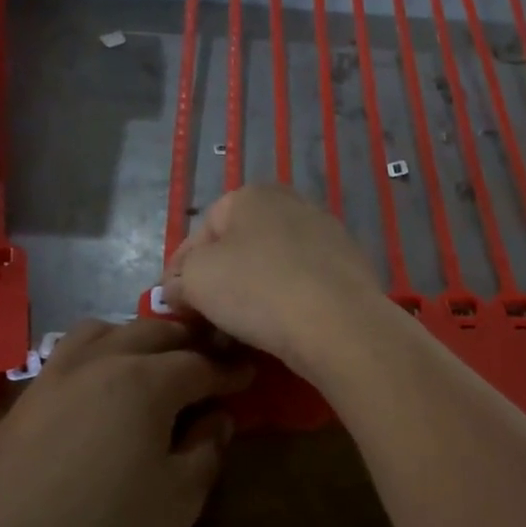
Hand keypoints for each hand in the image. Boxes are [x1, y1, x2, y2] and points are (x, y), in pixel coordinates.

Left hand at [0, 319, 251, 526]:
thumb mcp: (180, 498)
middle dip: (189, 343)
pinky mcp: (26, 399)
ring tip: (155, 365)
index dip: (229, 370)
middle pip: (154, 333)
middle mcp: (100, 362)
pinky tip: (104, 387)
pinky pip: (71, 354)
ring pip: (105, 332)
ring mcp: (55, 376)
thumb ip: (208, 449)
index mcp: (145, 382)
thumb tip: (217, 419)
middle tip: (210, 363)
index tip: (248, 375)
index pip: (200, 364)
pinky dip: (100, 353)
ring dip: (139, 339)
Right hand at [163, 185, 386, 373]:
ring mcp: (327, 234)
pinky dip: (288, 302)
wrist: (339, 323)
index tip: (174, 307)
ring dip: (253, 294)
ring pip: (273, 267)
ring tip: (241, 331)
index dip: (180, 273)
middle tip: (207, 320)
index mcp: (251, 194)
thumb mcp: (196, 281)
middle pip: (240, 248)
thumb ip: (179, 280)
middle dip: (219, 283)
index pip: (200, 234)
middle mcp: (292, 203)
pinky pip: (304, 284)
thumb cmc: (257, 290)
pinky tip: (281, 329)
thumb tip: (178, 290)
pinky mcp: (351, 267)